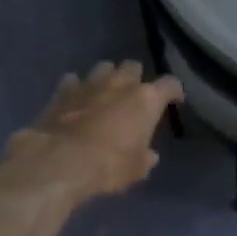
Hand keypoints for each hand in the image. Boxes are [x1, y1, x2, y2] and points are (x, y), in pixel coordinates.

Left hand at [4, 61, 184, 201]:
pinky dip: (76, 87)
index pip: (169, 84)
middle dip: (135, 77)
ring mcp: (90, 84)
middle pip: (133, 66)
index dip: (174, 91)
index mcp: (146, 100)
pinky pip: (73, 80)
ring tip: (105, 92)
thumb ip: (145, 158)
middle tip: (133, 95)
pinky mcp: (63, 91)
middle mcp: (120, 84)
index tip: (174, 100)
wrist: (62, 161)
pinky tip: (75, 99)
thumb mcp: (136, 169)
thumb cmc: (109, 165)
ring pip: (104, 67)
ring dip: (107, 77)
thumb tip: (149, 156)